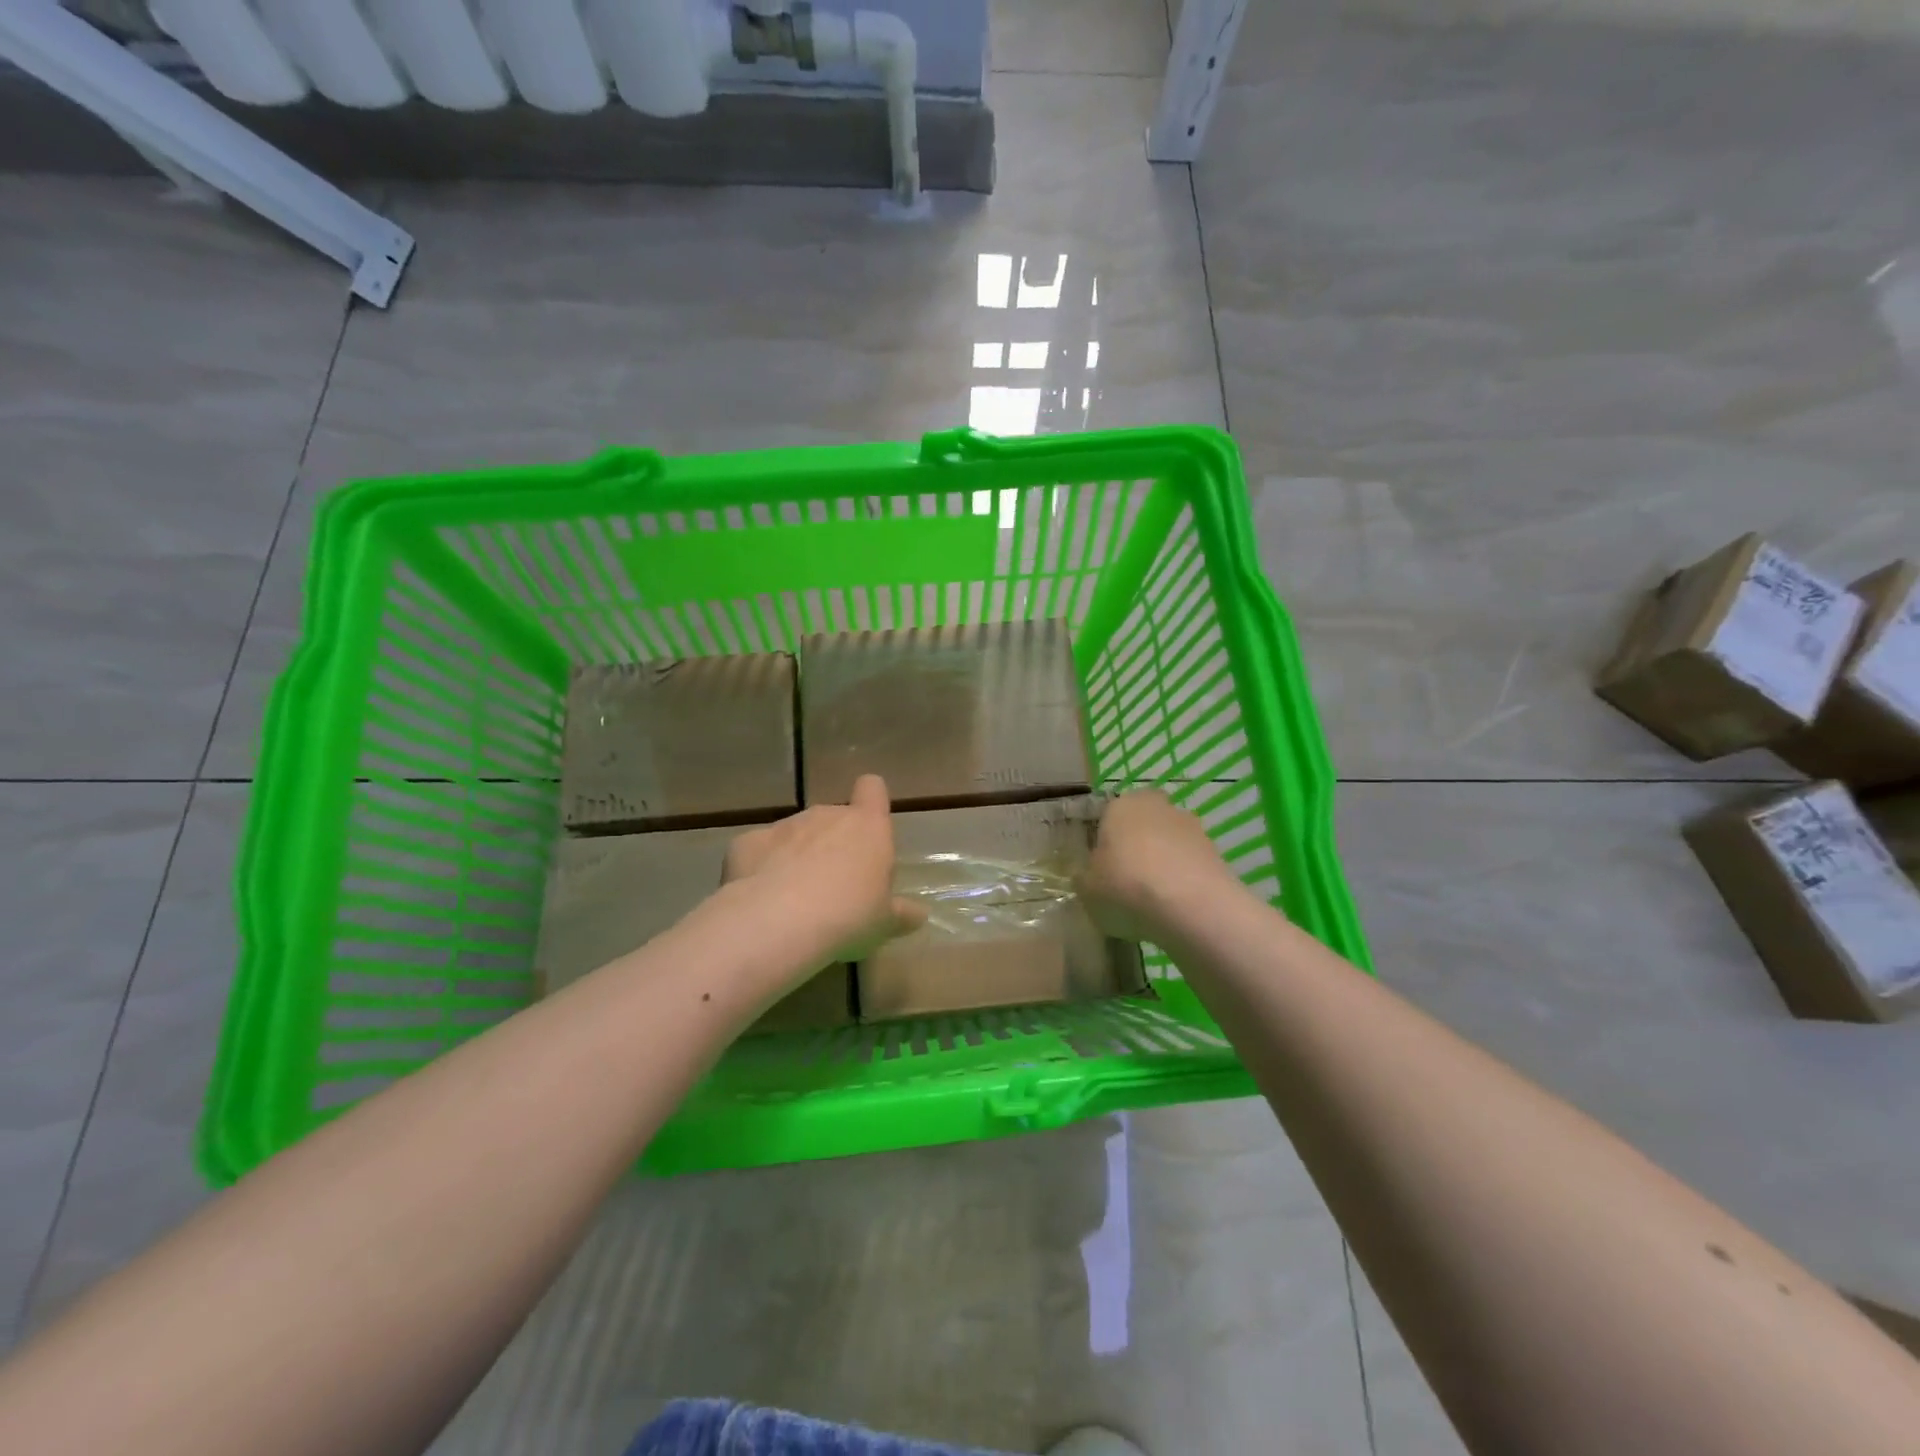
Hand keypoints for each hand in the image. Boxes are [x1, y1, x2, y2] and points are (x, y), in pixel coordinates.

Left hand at [723, 774, 927, 964]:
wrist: (779, 922)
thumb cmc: (848, 916)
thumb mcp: (885, 923)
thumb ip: (902, 914)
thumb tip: (919, 914)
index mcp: (867, 827)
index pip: (873, 789)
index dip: (872, 802)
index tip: (869, 830)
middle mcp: (827, 815)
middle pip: (834, 818)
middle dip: (833, 844)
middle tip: (834, 888)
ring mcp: (785, 825)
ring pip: (796, 834)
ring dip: (797, 856)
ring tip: (794, 901)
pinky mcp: (748, 842)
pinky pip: (759, 851)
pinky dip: (760, 868)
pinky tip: (760, 899)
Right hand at [1078, 790, 1240, 942]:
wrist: (1193, 908)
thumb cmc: (1126, 887)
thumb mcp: (1087, 890)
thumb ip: (1085, 878)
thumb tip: (1088, 876)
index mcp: (1120, 805)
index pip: (1106, 818)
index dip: (1103, 846)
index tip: (1101, 872)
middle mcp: (1157, 806)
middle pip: (1141, 827)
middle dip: (1135, 850)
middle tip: (1125, 884)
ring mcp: (1192, 827)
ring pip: (1168, 845)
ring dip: (1162, 865)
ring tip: (1153, 904)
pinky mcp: (1216, 852)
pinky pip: (1189, 865)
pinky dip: (1182, 882)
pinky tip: (1176, 909)